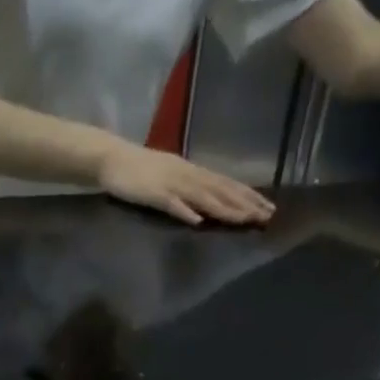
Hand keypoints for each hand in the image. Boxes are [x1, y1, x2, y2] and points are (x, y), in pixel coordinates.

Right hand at [97, 144, 274, 226]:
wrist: (111, 158)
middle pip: (221, 190)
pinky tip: (198, 221)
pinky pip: (171, 203)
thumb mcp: (170, 177)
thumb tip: (207, 206)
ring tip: (244, 220)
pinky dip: (185, 211)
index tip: (267, 208)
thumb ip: (189, 190)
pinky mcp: (152, 194)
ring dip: (224, 208)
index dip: (248, 196)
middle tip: (267, 216)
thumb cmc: (140, 170)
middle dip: (245, 203)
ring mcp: (170, 183)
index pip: (226, 184)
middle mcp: (187, 175)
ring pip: (202, 196)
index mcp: (192, 171)